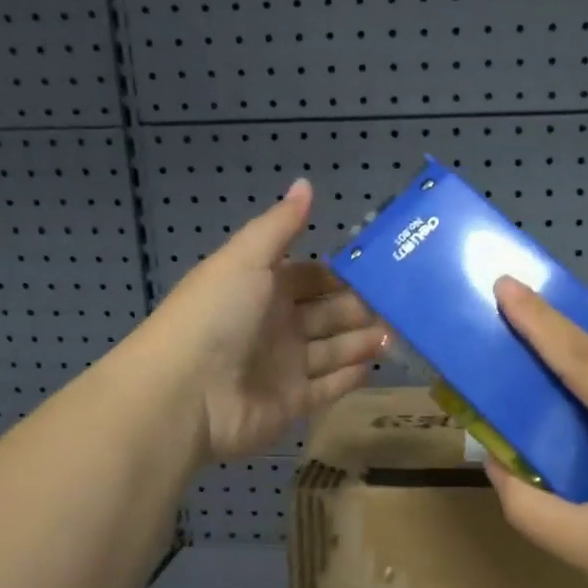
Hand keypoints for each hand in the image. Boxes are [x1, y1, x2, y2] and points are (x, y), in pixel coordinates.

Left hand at [143, 179, 385, 462]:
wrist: (185, 393)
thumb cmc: (216, 316)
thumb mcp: (246, 259)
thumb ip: (280, 226)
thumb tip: (306, 183)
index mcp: (263, 289)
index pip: (312, 278)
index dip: (342, 275)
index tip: (381, 269)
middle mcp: (275, 326)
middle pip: (327, 314)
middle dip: (361, 308)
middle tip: (402, 304)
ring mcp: (284, 367)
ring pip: (333, 350)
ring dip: (363, 341)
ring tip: (397, 333)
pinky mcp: (292, 404)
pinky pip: (328, 388)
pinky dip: (350, 378)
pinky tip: (374, 365)